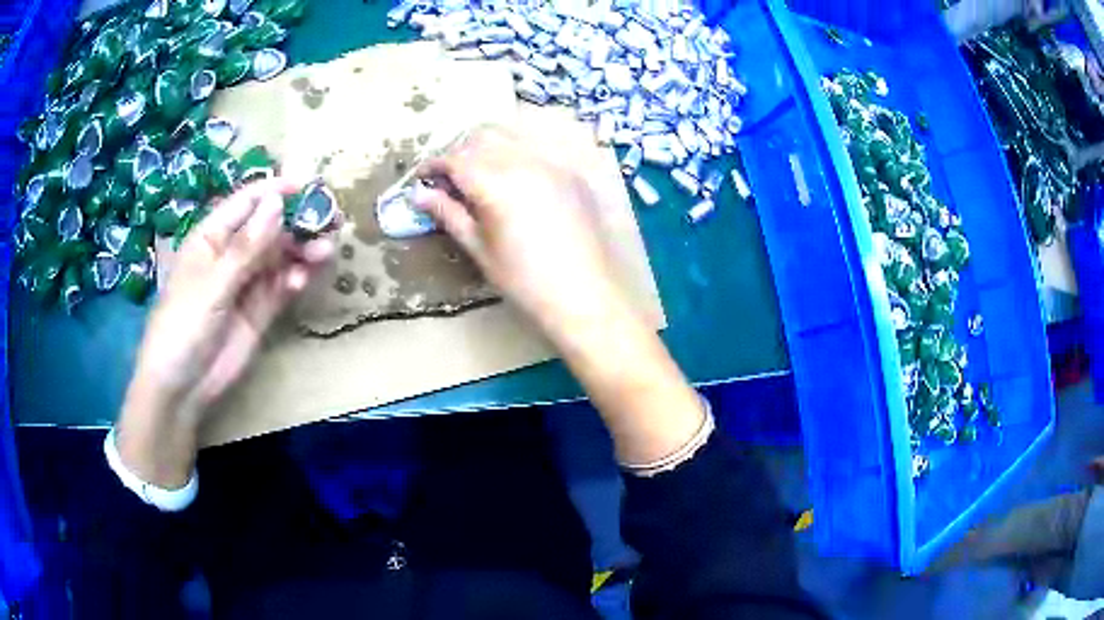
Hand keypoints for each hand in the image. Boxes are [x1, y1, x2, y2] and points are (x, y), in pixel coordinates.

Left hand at [117, 178, 334, 486]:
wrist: (181, 388)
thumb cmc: (182, 327)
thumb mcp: (212, 285)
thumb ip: (246, 247)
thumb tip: (277, 202)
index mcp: (212, 237)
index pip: (248, 201)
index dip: (277, 189)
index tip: (310, 185)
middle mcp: (232, 254)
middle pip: (271, 227)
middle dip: (299, 221)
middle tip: (331, 222)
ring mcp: (247, 283)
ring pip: (281, 256)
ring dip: (303, 250)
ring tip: (323, 253)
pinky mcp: (259, 311)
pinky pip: (282, 286)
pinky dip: (295, 280)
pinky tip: (302, 281)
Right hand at [413, 126, 633, 339]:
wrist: (585, 296)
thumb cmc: (524, 281)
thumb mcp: (479, 249)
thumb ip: (449, 214)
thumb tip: (419, 195)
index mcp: (496, 183)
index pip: (455, 159)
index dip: (433, 166)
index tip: (422, 179)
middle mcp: (524, 162)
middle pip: (481, 139)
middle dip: (459, 153)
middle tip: (449, 180)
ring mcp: (553, 164)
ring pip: (510, 138)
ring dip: (487, 149)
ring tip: (479, 178)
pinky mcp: (571, 173)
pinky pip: (536, 150)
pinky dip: (515, 156)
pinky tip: (513, 182)